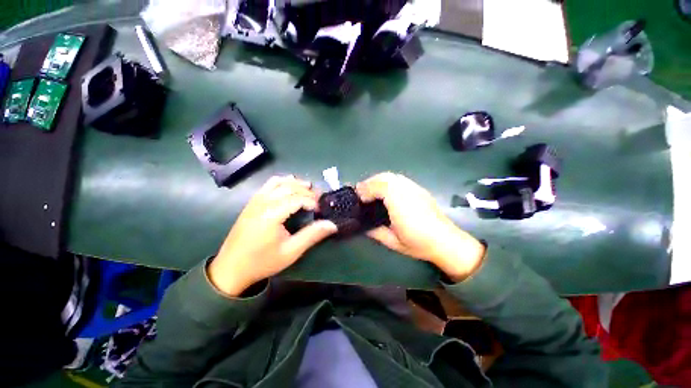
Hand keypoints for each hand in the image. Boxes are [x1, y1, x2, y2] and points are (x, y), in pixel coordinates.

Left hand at [208, 175, 336, 295]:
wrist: (231, 268)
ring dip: (295, 183)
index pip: (297, 199)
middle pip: (289, 187)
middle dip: (306, 190)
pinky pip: (268, 185)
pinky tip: (289, 188)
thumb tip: (332, 225)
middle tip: (319, 198)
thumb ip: (312, 235)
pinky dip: (282, 182)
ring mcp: (255, 201)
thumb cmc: (262, 262)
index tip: (320, 210)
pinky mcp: (252, 202)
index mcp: (271, 215)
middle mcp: (263, 203)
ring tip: (307, 188)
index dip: (312, 201)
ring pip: (278, 182)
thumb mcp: (291, 252)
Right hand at [356, 173, 484, 281]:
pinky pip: (400, 179)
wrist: (447, 242)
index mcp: (400, 205)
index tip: (358, 197)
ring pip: (392, 176)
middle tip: (362, 193)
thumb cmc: (419, 244)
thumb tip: (364, 226)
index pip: (379, 188)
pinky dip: (388, 181)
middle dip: (370, 182)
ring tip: (372, 190)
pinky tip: (386, 191)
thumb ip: (376, 232)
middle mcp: (407, 192)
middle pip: (385, 178)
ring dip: (378, 180)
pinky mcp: (419, 189)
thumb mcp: (393, 242)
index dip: (366, 190)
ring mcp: (415, 188)